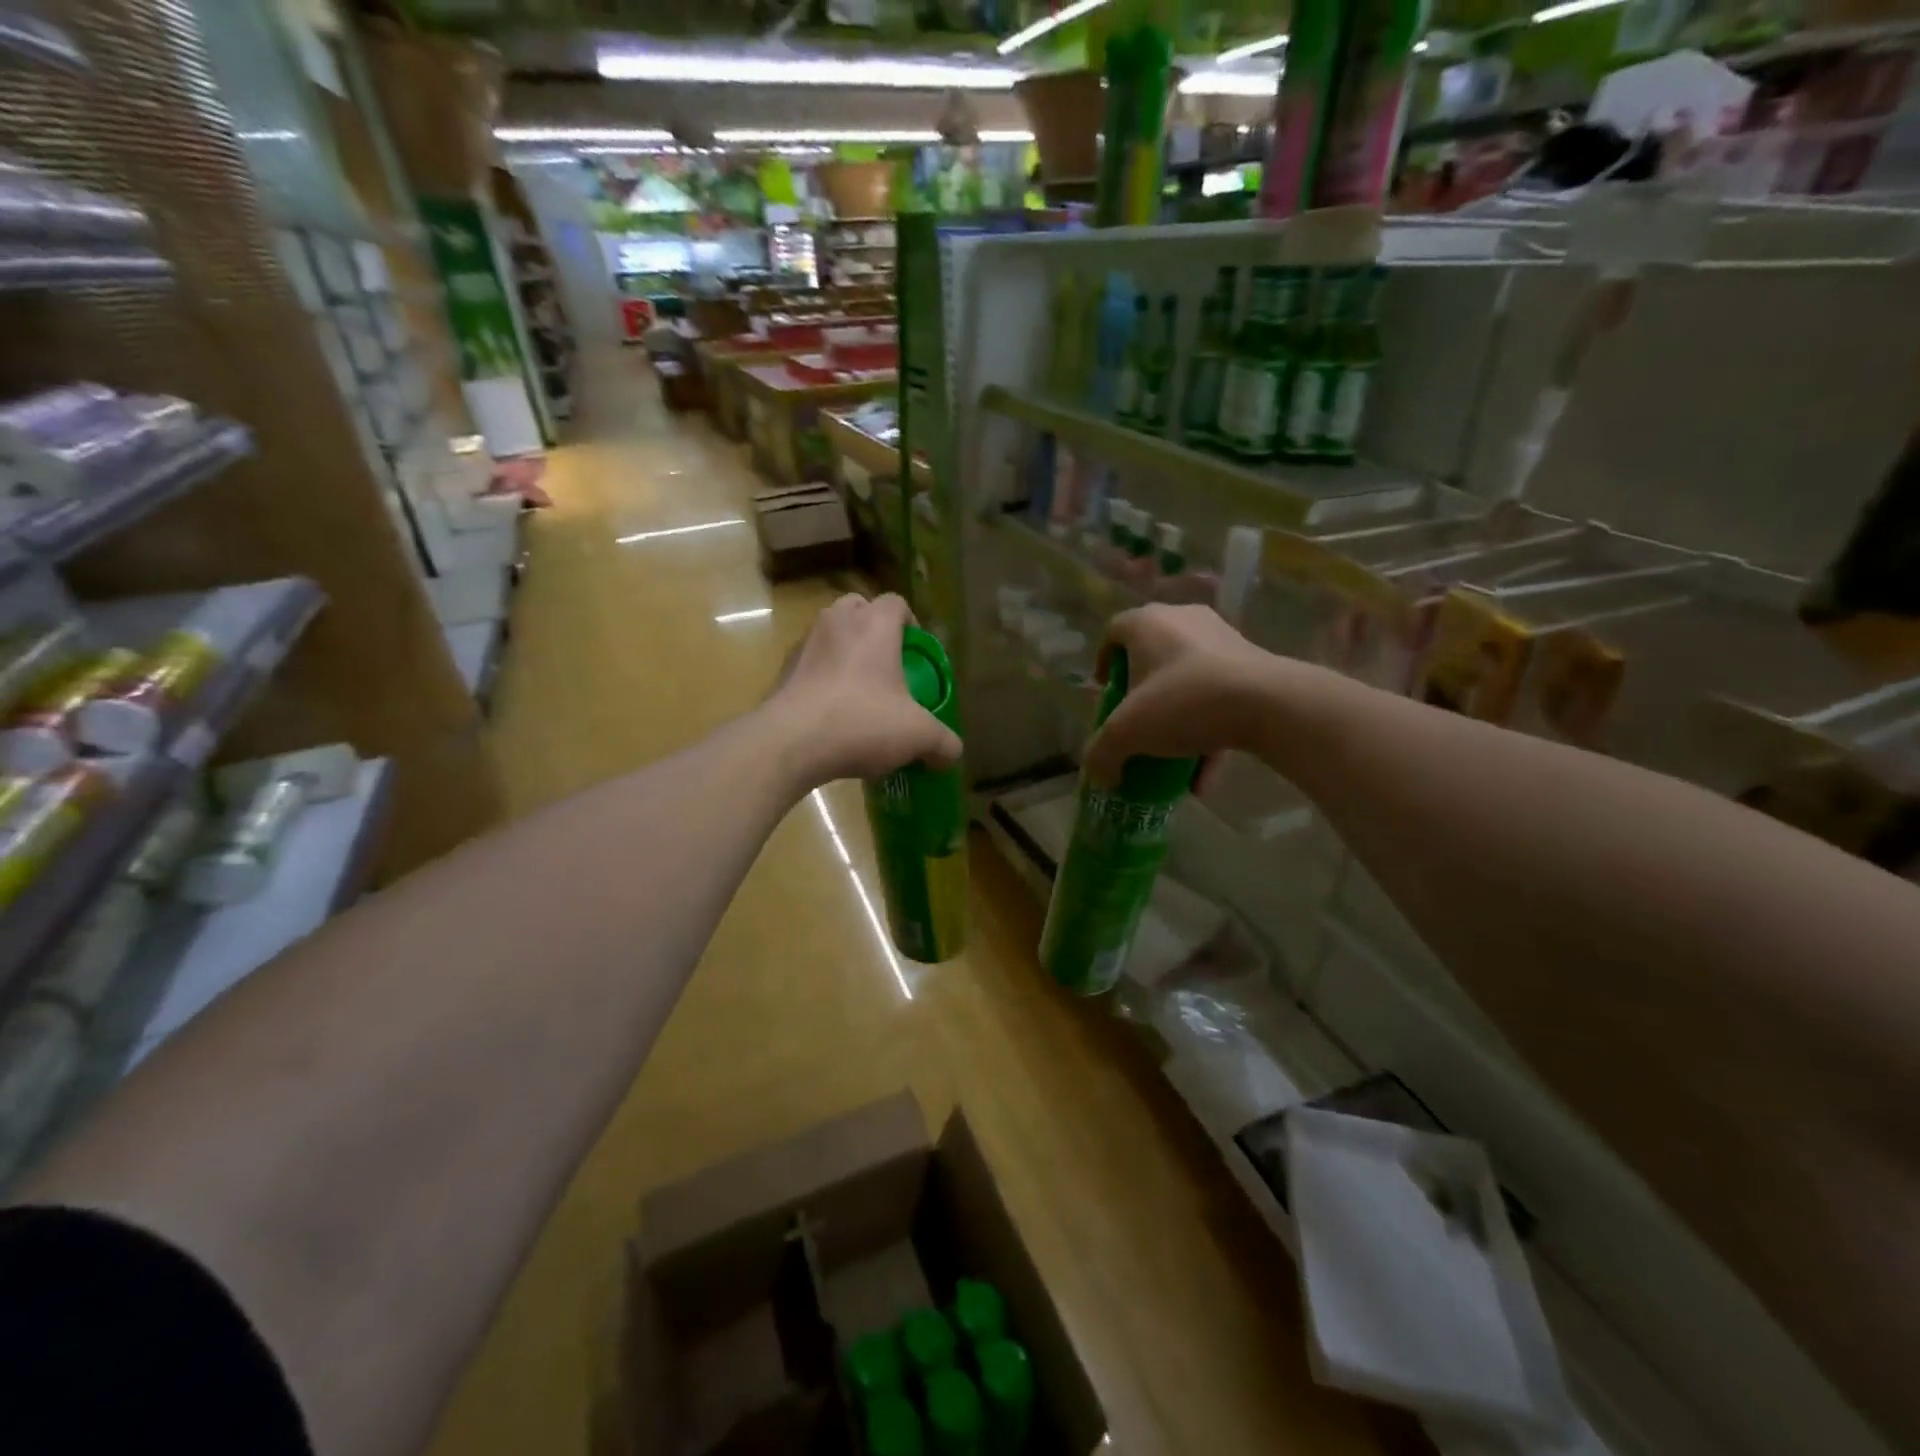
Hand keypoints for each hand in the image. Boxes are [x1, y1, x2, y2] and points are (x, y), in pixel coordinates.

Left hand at [772, 593, 962, 787]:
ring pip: (831, 635)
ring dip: (845, 654)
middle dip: (874, 632)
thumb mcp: (917, 736)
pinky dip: (821, 679)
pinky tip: (831, 714)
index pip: (896, 602)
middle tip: (887, 668)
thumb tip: (952, 753)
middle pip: (859, 609)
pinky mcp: (782, 670)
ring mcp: (804, 643)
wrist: (790, 743)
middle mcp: (837, 621)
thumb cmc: (861, 722)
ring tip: (858, 693)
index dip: (911, 623)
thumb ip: (942, 742)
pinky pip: (810, 664)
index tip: (916, 654)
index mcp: (874, 624)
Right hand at [1084, 604, 1275, 786]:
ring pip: (1188, 681)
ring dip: (1176, 721)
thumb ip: (1102, 754)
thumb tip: (1099, 776)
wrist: (1269, 703)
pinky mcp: (1253, 665)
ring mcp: (1223, 640)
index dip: (1103, 662)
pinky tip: (1203, 779)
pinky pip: (1219, 699)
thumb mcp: (1127, 733)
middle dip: (1141, 694)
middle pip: (1151, 656)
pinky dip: (1208, 734)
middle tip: (1135, 722)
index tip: (1105, 692)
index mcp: (1148, 623)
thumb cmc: (1183, 701)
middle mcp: (1184, 620)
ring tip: (1170, 760)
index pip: (1114, 631)